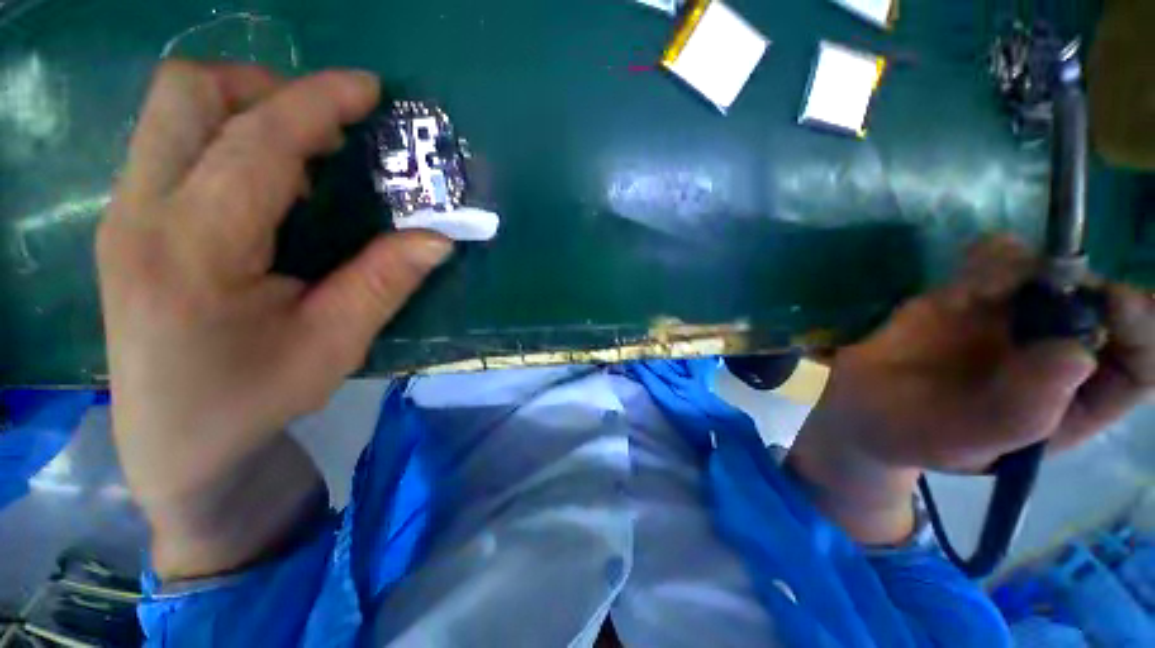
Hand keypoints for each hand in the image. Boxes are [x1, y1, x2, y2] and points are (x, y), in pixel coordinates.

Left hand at [97, 61, 452, 577]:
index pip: (256, 142)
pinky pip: (172, 141)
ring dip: (246, 107)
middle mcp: (141, 214)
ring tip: (305, 150)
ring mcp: (124, 214)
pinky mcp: (127, 222)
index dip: (318, 103)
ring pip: (174, 109)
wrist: (176, 444)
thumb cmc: (253, 401)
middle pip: (188, 93)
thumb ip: (385, 281)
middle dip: (267, 87)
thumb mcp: (335, 345)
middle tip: (327, 127)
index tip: (368, 89)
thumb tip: (438, 237)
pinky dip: (227, 136)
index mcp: (193, 250)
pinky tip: (267, 181)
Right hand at [789, 237, 1154, 543]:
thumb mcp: (974, 441)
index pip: (1138, 367)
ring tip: (982, 286)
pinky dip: (990, 256)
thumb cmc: (921, 435)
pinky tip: (968, 267)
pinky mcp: (964, 299)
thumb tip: (1079, 353)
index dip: (1143, 332)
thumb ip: (1025, 409)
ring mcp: (1009, 323)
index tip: (1117, 303)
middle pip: (1099, 307)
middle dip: (1082, 287)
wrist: (861, 408)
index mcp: (1073, 403)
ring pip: (1048, 276)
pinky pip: (993, 263)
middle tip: (1046, 282)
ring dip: (1028, 267)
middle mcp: (1053, 355)